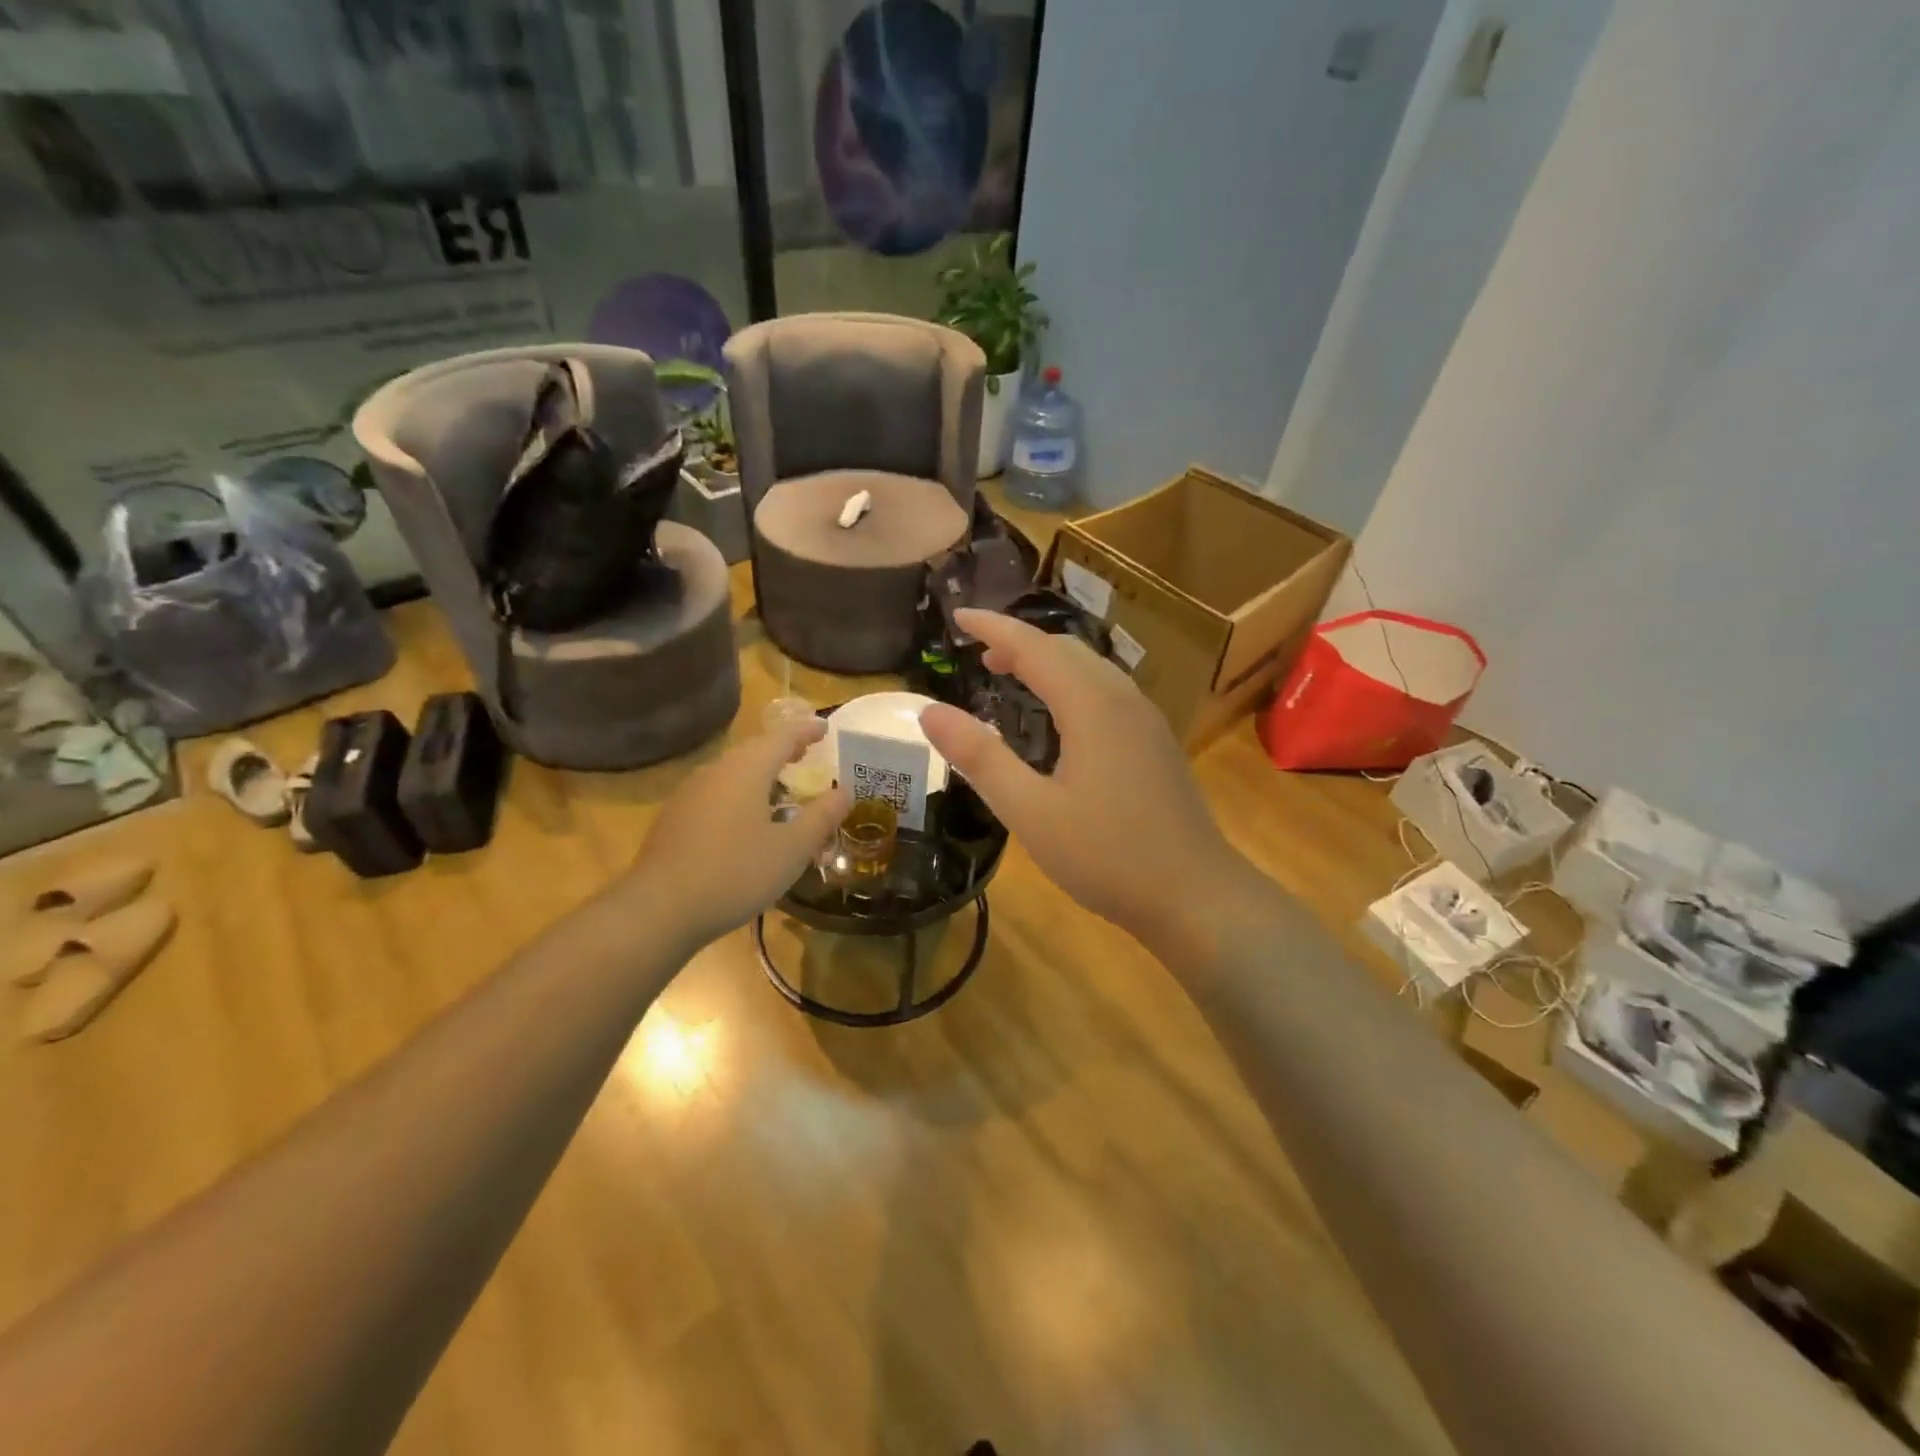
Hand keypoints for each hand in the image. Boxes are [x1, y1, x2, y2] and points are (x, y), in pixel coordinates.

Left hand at [623, 717, 851, 953]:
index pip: (782, 737)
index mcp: (747, 770)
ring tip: (779, 786)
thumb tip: (845, 792)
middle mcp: (716, 772)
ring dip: (758, 771)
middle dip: (781, 748)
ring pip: (731, 771)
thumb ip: (822, 817)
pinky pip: (715, 792)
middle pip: (753, 750)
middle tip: (805, 753)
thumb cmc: (735, 873)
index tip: (825, 728)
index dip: (806, 730)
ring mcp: (689, 794)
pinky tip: (744, 819)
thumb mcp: (792, 849)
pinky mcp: (674, 818)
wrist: (659, 909)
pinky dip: (738, 793)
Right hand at [920, 609, 1250, 953]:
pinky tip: (1061, 717)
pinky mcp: (1156, 743)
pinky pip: (1107, 692)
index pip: (1034, 647)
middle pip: (1066, 650)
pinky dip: (1072, 684)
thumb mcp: (1030, 811)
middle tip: (980, 653)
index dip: (993, 627)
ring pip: (1091, 669)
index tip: (958, 616)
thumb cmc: (1107, 856)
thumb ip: (979, 758)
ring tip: (1012, 675)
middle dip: (1020, 642)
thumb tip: (929, 710)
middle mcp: (1123, 699)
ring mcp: (1146, 720)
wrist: (1196, 895)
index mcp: (1091, 705)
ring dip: (1048, 662)